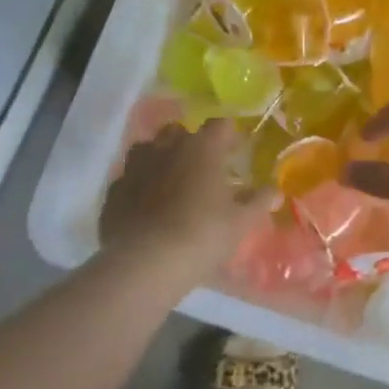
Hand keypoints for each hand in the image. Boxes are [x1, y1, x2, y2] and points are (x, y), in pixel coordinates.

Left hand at [100, 122, 269, 279]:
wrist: (144, 264)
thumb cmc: (202, 235)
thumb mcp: (241, 222)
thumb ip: (259, 201)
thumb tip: (274, 188)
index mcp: (202, 147)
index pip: (220, 124)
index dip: (228, 135)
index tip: (235, 151)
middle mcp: (166, 147)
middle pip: (178, 131)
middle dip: (190, 143)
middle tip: (202, 169)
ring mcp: (135, 167)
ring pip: (148, 150)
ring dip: (160, 160)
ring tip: (171, 184)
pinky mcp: (114, 191)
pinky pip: (129, 180)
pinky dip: (139, 188)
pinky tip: (146, 209)